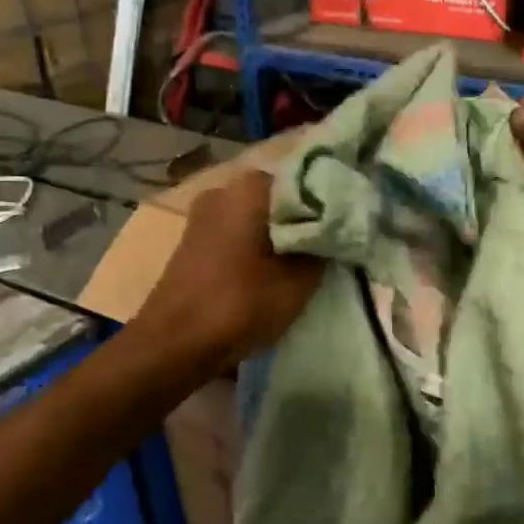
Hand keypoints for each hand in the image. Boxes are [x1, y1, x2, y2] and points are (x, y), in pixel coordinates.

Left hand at [137, 171, 322, 364]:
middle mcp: (224, 189)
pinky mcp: (194, 242)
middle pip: (280, 200)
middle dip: (304, 221)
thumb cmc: (241, 303)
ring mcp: (203, 215)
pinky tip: (272, 272)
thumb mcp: (300, 280)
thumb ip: (323, 248)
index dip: (331, 204)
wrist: (175, 343)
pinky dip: (258, 248)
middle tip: (330, 249)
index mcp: (251, 186)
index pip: (306, 181)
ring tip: (305, 264)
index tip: (348, 227)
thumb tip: (336, 231)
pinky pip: (238, 235)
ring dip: (280, 237)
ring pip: (258, 218)